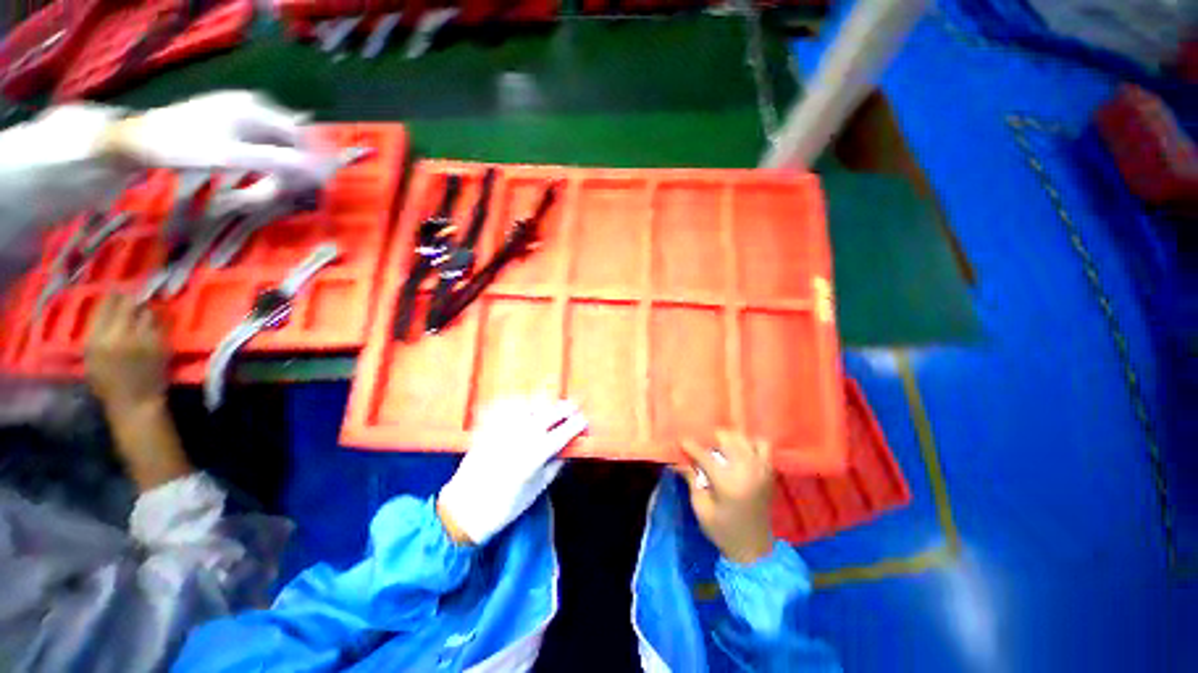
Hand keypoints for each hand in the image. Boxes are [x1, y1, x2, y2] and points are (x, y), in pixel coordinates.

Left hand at [85, 294, 190, 490]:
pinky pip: (96, 329)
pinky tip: (115, 328)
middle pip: (109, 305)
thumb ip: (155, 324)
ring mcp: (91, 344)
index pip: (125, 301)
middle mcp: (100, 335)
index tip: (146, 288)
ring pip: (101, 315)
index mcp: (120, 335)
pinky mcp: (87, 353)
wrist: (133, 407)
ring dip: (114, 310)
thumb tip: (153, 303)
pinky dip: (105, 324)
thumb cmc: (152, 378)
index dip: (135, 293)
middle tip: (136, 295)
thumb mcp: (159, 349)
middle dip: (123, 299)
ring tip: (125, 309)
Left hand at [104, 91, 323, 187]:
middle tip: (294, 188)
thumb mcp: (232, 157)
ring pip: (278, 139)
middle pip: (290, 136)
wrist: (143, 139)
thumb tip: (316, 171)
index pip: (300, 134)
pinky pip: (263, 139)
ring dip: (283, 162)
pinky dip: (270, 157)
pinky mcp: (231, 119)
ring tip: (278, 185)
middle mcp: (253, 105)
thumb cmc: (185, 147)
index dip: (314, 159)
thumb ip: (276, 161)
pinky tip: (264, 171)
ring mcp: (241, 110)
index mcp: (255, 109)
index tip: (318, 183)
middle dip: (297, 163)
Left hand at [438, 399, 587, 544]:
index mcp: (537, 452)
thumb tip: (567, 451)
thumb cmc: (505, 505)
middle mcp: (523, 435)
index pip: (563, 431)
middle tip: (575, 406)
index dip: (576, 424)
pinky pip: (508, 408)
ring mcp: (506, 428)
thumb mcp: (536, 489)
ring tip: (553, 403)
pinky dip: (521, 403)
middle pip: (550, 413)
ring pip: (530, 405)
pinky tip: (527, 404)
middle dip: (565, 408)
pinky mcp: (491, 427)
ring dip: (545, 402)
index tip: (584, 420)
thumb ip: (554, 466)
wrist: (465, 508)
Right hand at [679, 431, 774, 563]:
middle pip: (727, 438)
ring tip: (722, 448)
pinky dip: (750, 444)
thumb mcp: (701, 508)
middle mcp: (745, 470)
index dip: (690, 446)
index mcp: (726, 481)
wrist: (754, 550)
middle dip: (712, 440)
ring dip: (731, 440)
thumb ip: (691, 480)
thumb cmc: (723, 531)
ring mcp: (760, 469)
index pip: (704, 454)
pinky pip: (762, 446)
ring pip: (745, 438)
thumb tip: (678, 461)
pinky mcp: (769, 472)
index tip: (681, 441)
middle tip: (704, 448)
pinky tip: (741, 452)